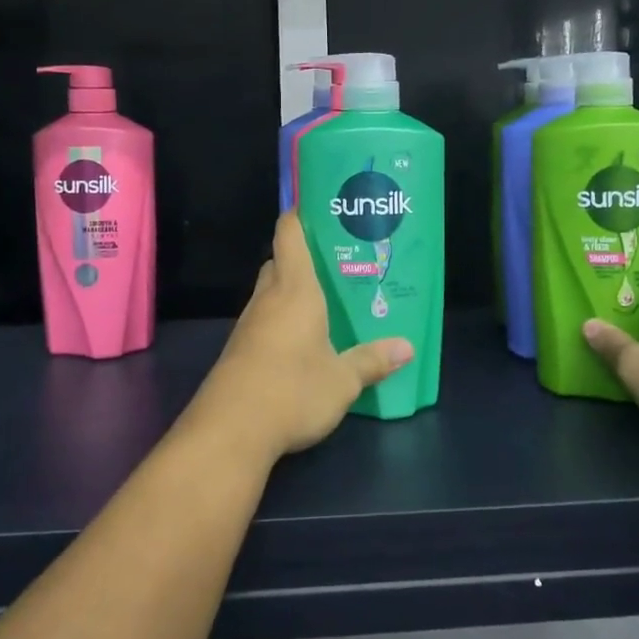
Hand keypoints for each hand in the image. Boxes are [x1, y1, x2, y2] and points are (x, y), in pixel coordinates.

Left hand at [190, 211, 413, 464]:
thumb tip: (407, 347)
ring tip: (326, 301)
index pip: (290, 234)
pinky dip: (282, 318)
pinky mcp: (240, 349)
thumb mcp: (342, 380)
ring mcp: (250, 323)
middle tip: (337, 263)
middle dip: (303, 257)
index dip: (301, 215)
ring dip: (292, 290)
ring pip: (270, 292)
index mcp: (296, 289)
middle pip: (280, 262)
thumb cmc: (292, 390)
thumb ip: (373, 360)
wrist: (230, 430)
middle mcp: (269, 298)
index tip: (322, 208)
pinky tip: (303, 340)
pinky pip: (264, 319)